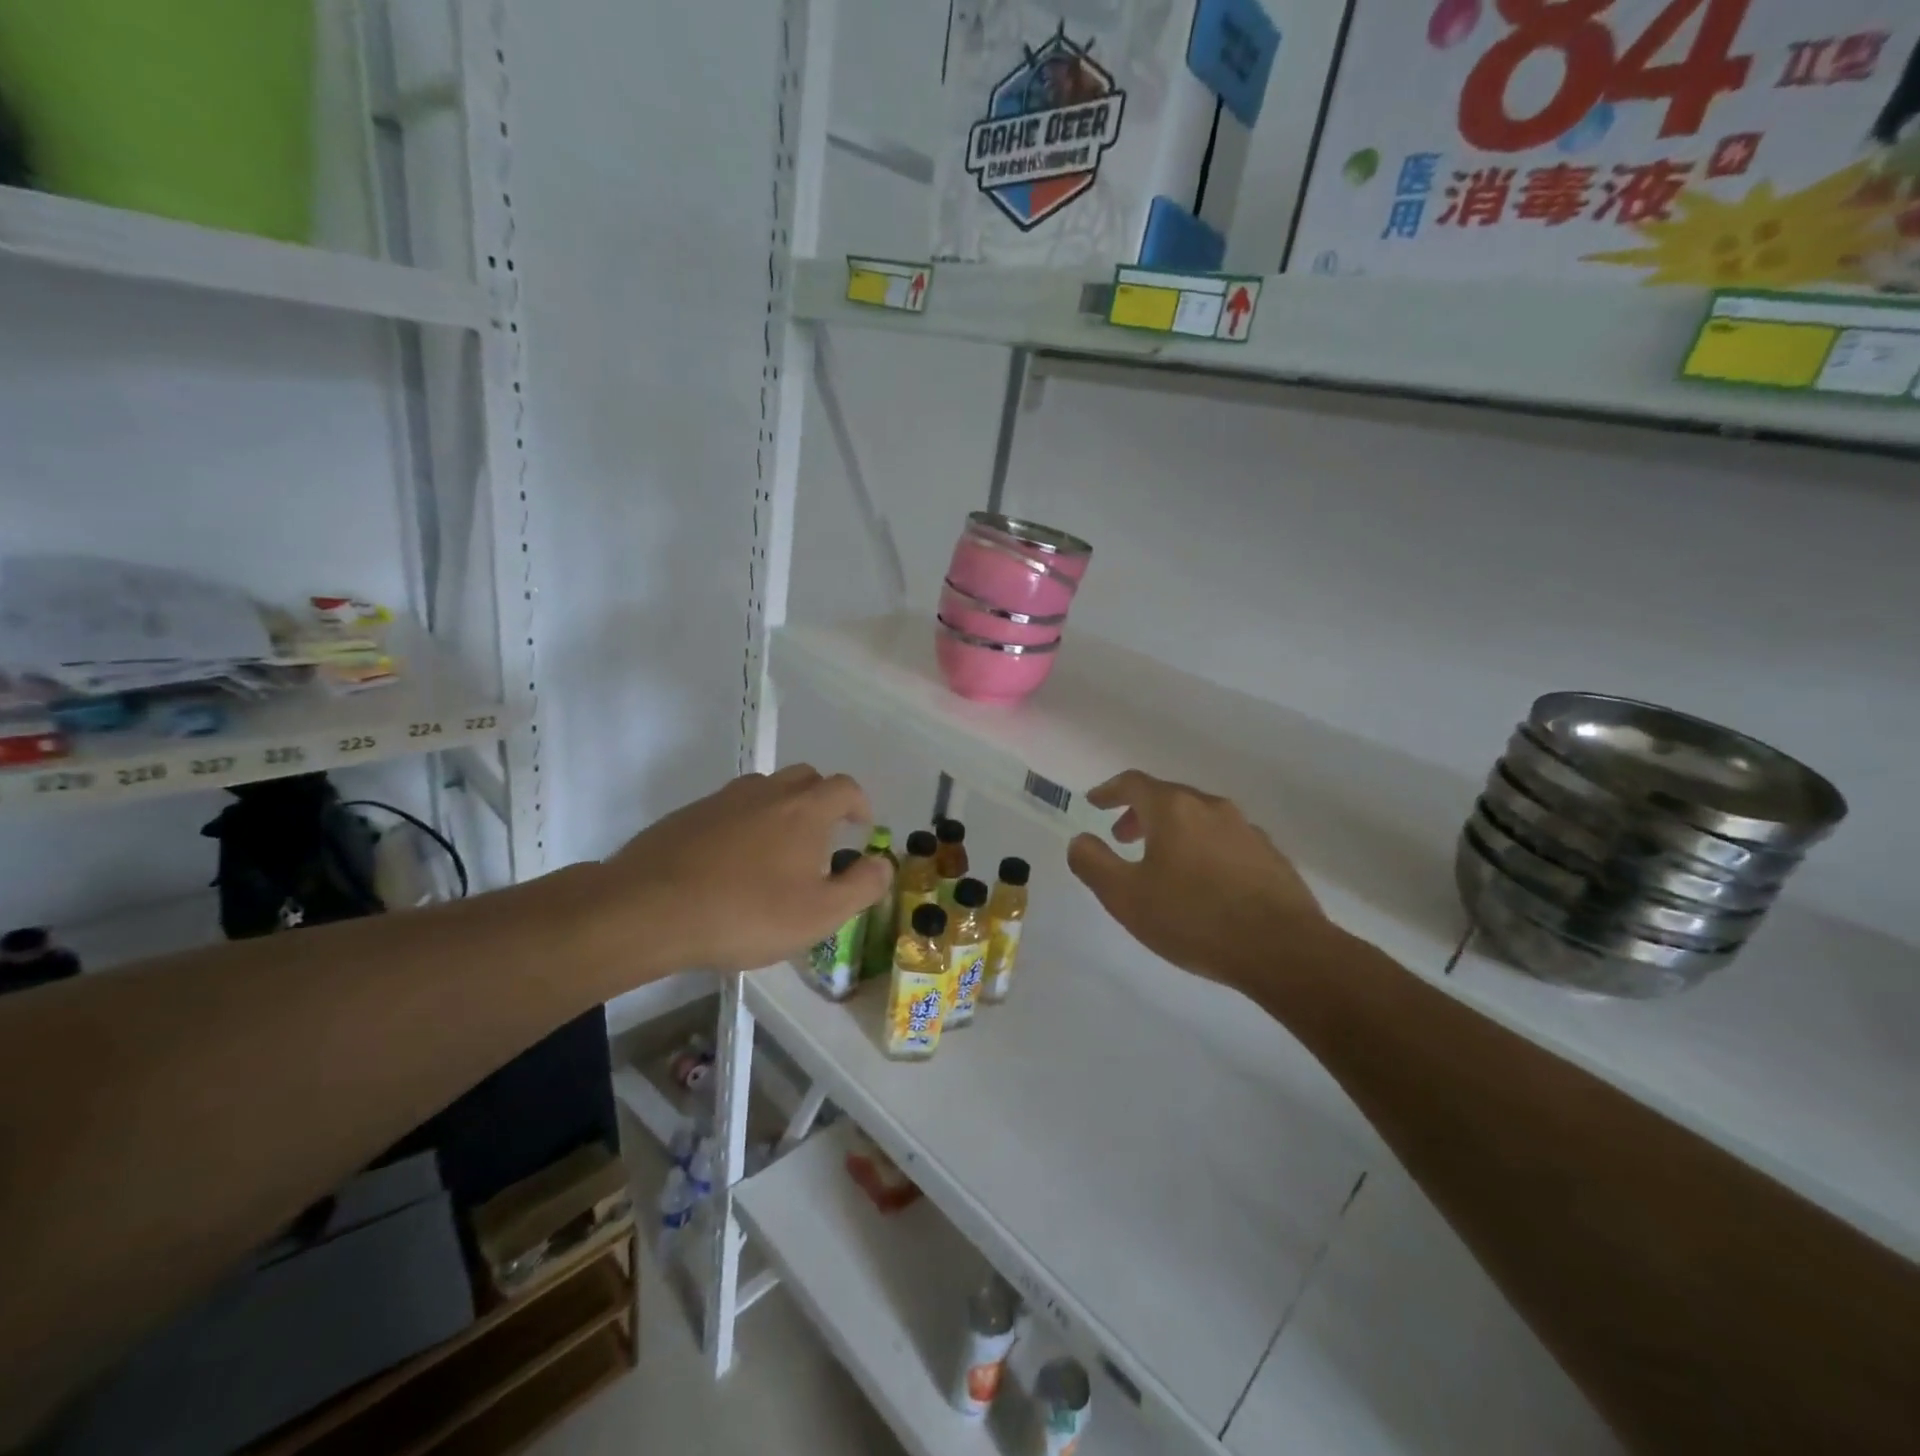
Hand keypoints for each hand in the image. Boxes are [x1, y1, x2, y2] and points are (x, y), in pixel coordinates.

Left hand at [594, 765, 891, 977]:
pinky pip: (729, 810)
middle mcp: (766, 792)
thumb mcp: (819, 914)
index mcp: (805, 809)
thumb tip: (883, 862)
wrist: (648, 910)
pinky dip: (743, 825)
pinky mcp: (687, 815)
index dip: (859, 804)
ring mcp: (722, 800)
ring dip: (781, 810)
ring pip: (764, 791)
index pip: (845, 787)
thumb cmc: (746, 913)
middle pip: (805, 778)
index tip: (861, 827)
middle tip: (823, 836)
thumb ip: (862, 886)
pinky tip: (731, 864)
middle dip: (822, 800)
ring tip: (777, 851)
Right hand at [1067, 770, 1332, 992]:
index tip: (1094, 803)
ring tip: (1162, 863)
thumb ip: (1093, 863)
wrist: (1283, 949)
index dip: (1109, 790)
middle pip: (1168, 797)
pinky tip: (1204, 882)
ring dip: (1173, 831)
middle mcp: (1211, 808)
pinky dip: (1203, 848)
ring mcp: (1246, 830)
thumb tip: (1080, 840)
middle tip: (1123, 837)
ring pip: (1199, 818)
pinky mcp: (1270, 856)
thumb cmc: (1193, 918)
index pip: (1133, 783)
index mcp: (1173, 809)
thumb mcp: (1125, 897)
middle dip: (1140, 813)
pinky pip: (1225, 840)